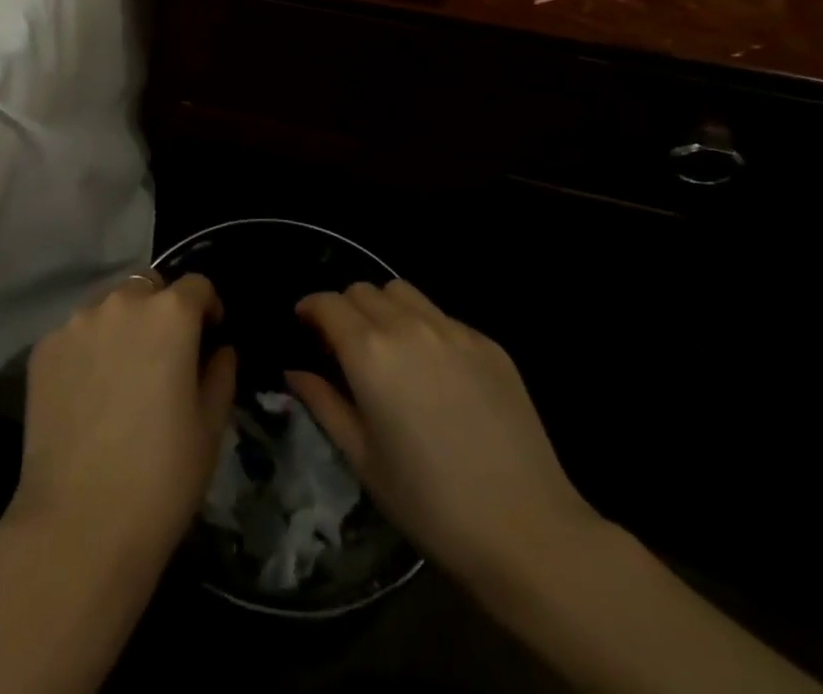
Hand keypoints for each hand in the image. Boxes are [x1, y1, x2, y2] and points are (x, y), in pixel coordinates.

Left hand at [10, 272, 237, 569]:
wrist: (78, 525)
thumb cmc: (161, 478)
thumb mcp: (210, 429)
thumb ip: (220, 374)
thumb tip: (220, 350)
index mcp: (170, 314)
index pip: (197, 285)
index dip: (208, 308)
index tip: (210, 337)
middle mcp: (121, 303)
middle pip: (148, 287)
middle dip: (161, 309)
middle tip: (164, 356)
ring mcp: (76, 322)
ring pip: (108, 306)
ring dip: (122, 325)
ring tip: (122, 374)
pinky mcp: (43, 348)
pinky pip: (75, 334)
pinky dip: (88, 349)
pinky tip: (88, 393)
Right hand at [286, 281, 601, 592]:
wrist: (529, 533)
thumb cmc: (430, 504)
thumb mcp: (363, 459)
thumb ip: (323, 403)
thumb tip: (294, 371)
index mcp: (369, 352)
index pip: (327, 303)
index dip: (310, 310)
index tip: (305, 328)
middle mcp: (408, 326)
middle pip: (363, 290)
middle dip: (345, 309)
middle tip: (345, 345)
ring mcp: (453, 330)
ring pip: (402, 292)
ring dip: (384, 308)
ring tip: (388, 347)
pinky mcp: (488, 344)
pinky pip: (442, 316)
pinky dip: (424, 328)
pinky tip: (435, 371)